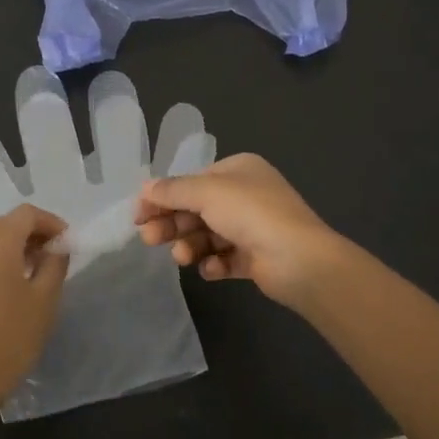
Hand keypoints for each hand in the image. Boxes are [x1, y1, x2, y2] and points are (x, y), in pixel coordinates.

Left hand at [0, 205, 70, 411]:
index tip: (67, 243)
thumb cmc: (11, 336)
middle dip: (32, 237)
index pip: (27, 215)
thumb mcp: (45, 299)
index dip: (51, 223)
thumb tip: (56, 247)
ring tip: (32, 276)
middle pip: (5, 226)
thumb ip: (55, 263)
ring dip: (11, 251)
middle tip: (53, 259)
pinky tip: (5, 290)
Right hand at [137, 154, 338, 305]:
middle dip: (173, 224)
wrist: (299, 259)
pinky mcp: (257, 258)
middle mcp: (247, 195)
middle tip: (149, 239)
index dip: (164, 197)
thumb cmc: (251, 213)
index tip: (138, 215)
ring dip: (190, 245)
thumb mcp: (206, 193)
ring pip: (208, 235)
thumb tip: (144, 188)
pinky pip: (225, 258)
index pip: (192, 181)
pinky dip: (214, 263)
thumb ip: (172, 190)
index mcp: (239, 170)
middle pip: (197, 209)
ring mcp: (253, 227)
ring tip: (182, 257)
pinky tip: (211, 268)